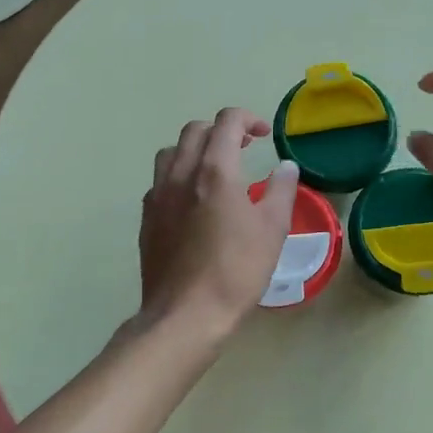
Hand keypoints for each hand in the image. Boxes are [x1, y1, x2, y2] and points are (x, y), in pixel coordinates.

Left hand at [139, 108, 299, 337]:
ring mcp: (158, 195)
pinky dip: (179, 176)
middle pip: (195, 131)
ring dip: (195, 150)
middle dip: (221, 130)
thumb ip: (281, 190)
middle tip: (244, 148)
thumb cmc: (236, 270)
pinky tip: (193, 201)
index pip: (226, 122)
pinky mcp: (147, 218)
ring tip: (215, 170)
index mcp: (215, 171)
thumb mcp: (273, 230)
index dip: (248, 119)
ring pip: (171, 152)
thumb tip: (286, 167)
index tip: (264, 135)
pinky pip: (160, 181)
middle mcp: (181, 174)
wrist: (185, 313)